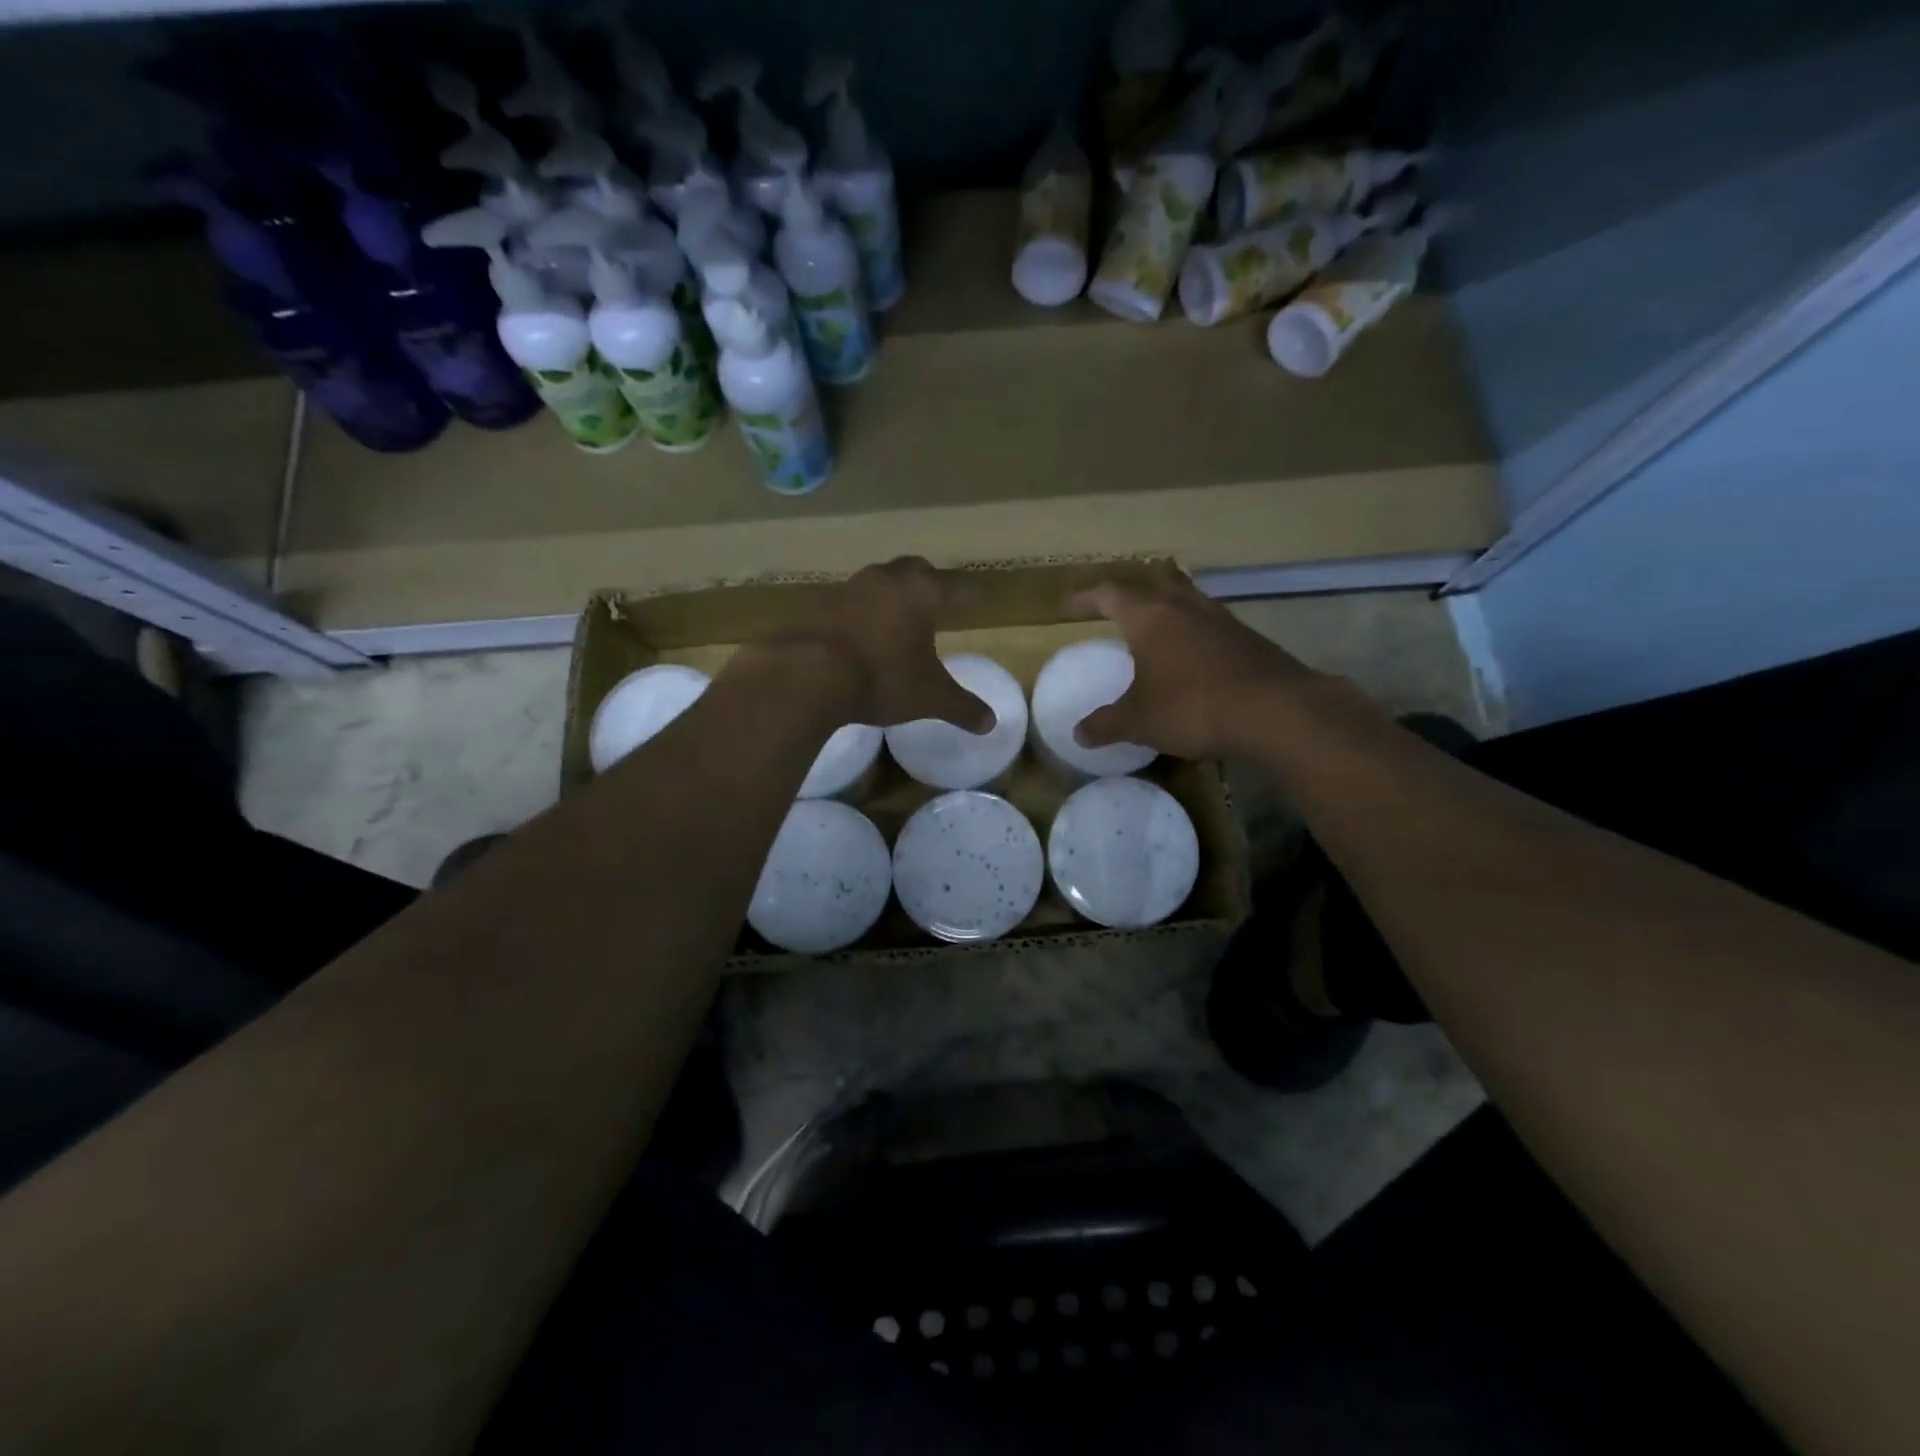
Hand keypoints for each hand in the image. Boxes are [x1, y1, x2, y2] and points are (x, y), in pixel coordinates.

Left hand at [765, 557, 993, 730]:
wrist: (808, 674)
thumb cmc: (882, 678)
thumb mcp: (929, 697)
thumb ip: (962, 707)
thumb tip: (990, 724)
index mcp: (922, 593)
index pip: (955, 589)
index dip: (967, 598)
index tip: (975, 603)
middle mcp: (887, 580)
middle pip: (915, 571)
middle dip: (927, 584)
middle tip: (934, 603)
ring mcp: (849, 587)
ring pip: (878, 582)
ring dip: (889, 596)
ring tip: (895, 619)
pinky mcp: (818, 604)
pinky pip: (847, 602)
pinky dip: (858, 614)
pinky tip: (858, 634)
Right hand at [1070, 567, 1327, 758]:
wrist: (1275, 710)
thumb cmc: (1193, 707)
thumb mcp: (1139, 721)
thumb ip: (1107, 724)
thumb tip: (1079, 734)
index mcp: (1150, 617)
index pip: (1109, 593)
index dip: (1086, 597)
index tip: (1069, 606)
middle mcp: (1184, 606)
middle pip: (1152, 581)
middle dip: (1130, 590)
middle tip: (1114, 606)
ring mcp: (1220, 617)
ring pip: (1185, 596)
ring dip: (1165, 603)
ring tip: (1153, 624)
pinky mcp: (1246, 636)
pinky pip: (1208, 620)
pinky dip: (1191, 628)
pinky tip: (1190, 653)